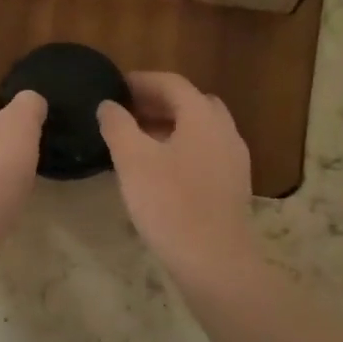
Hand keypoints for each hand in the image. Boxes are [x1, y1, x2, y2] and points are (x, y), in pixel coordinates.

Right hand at [98, 72, 257, 280]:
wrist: (214, 261)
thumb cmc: (170, 204)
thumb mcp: (133, 160)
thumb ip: (118, 125)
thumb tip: (109, 105)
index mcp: (202, 117)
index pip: (172, 83)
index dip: (141, 81)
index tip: (114, 87)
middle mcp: (224, 131)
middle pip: (191, 103)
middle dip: (158, 102)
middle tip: (126, 113)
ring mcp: (234, 159)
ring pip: (200, 129)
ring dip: (171, 126)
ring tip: (138, 141)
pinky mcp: (233, 185)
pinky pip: (206, 152)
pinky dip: (182, 148)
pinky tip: (160, 170)